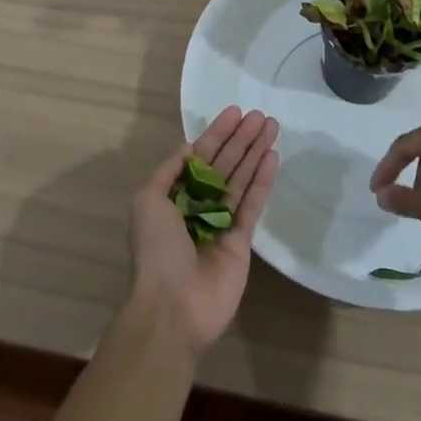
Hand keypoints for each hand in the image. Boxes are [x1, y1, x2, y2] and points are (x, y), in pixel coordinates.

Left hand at [128, 105, 279, 355]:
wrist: (173, 307)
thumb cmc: (156, 250)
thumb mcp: (147, 201)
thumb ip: (170, 172)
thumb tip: (190, 148)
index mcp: (174, 196)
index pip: (200, 156)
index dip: (217, 134)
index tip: (235, 113)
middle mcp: (198, 205)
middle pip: (224, 164)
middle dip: (240, 139)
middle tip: (260, 116)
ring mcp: (221, 222)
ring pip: (241, 179)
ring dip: (255, 153)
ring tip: (271, 127)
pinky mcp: (242, 241)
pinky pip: (253, 204)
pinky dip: (262, 181)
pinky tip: (272, 157)